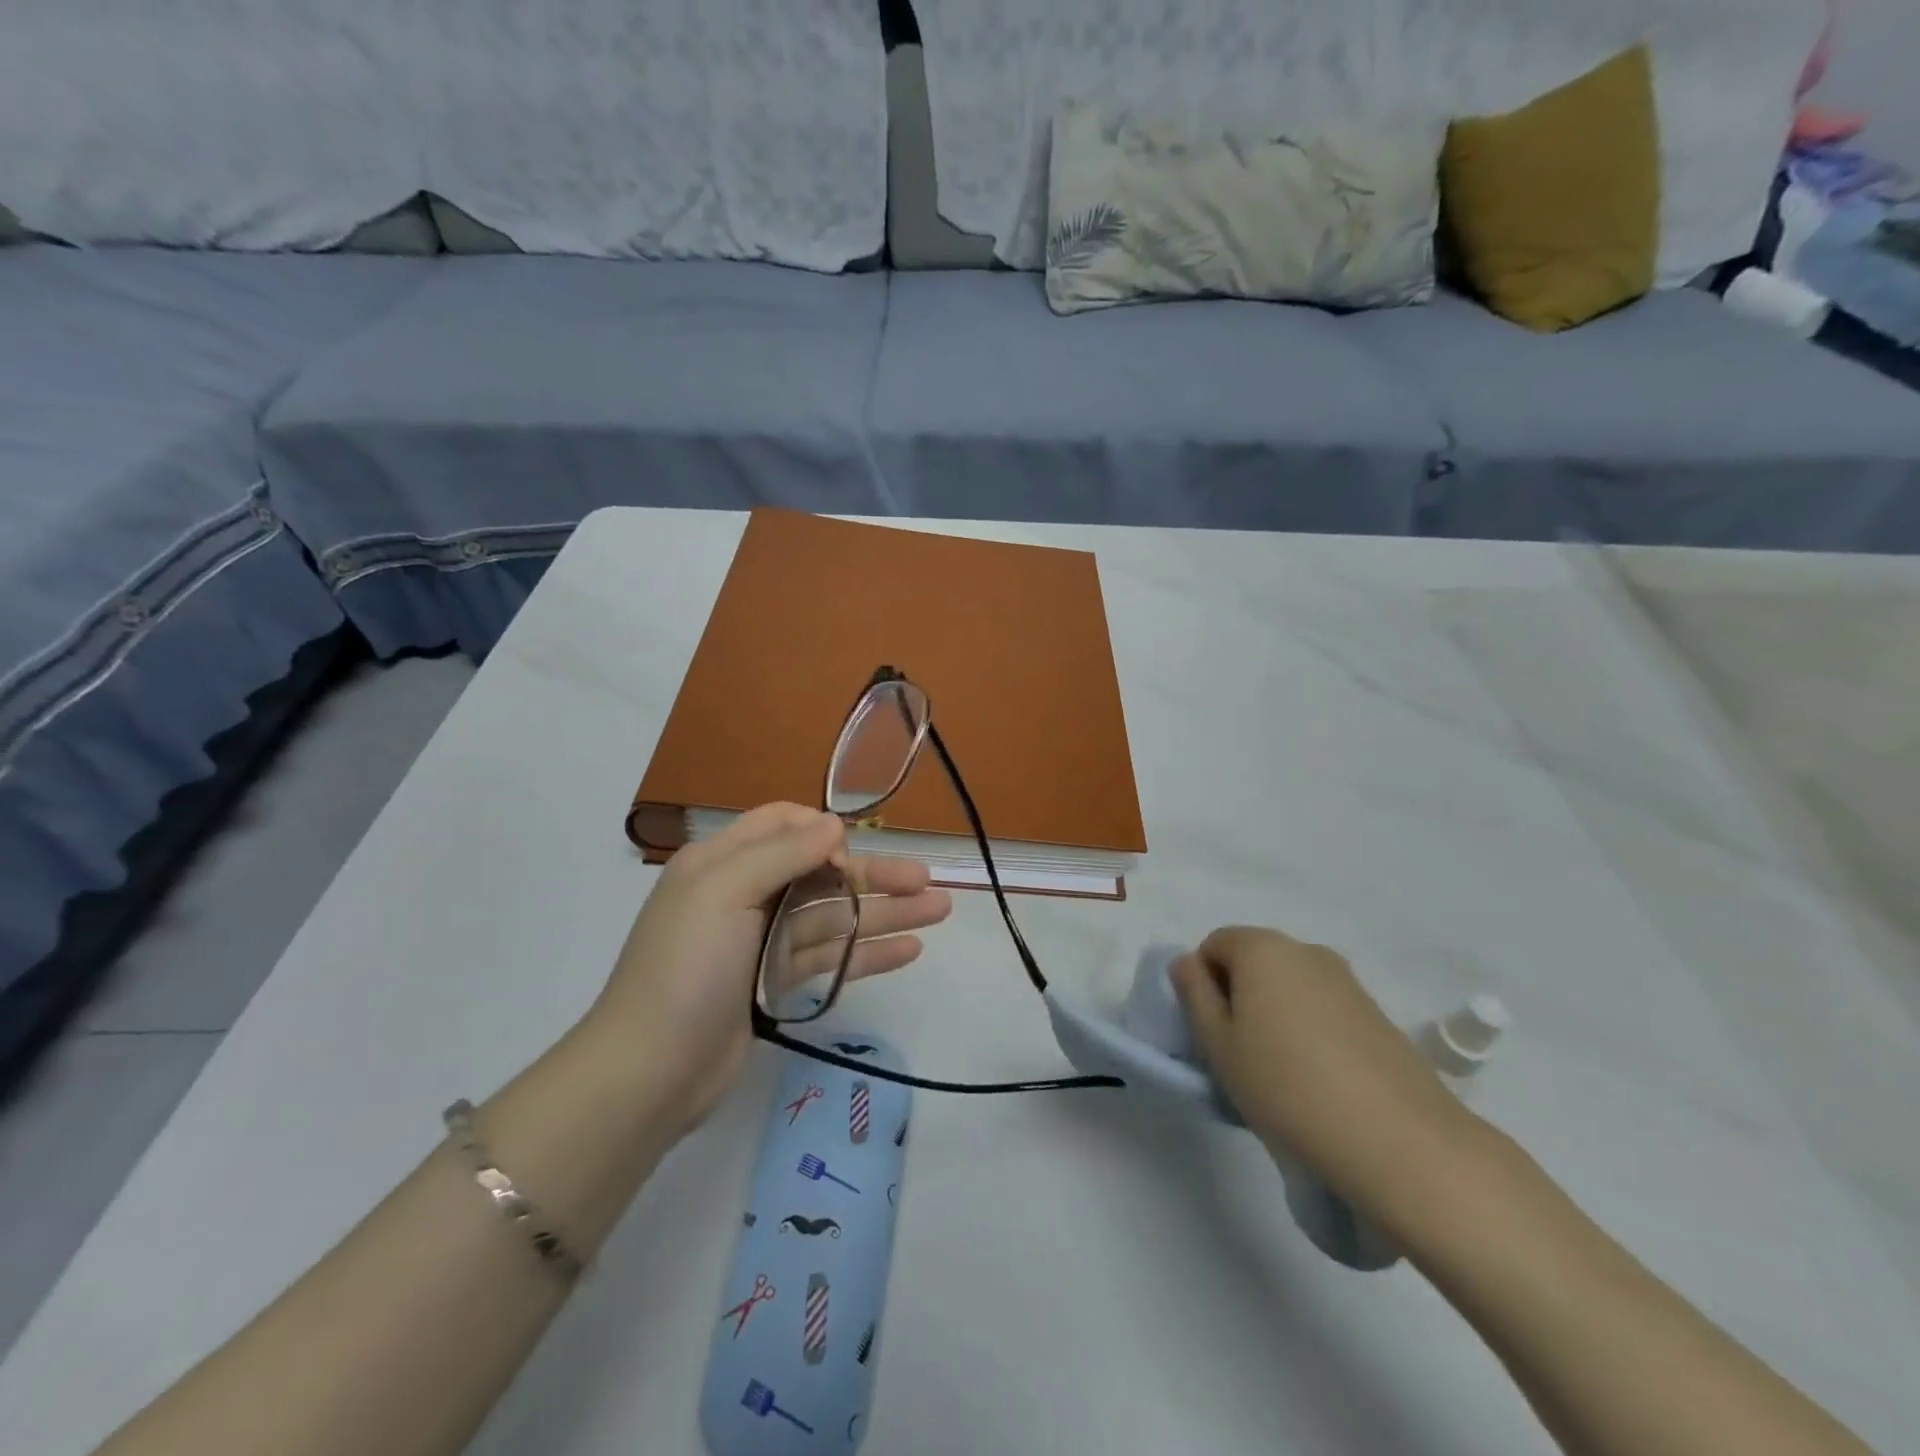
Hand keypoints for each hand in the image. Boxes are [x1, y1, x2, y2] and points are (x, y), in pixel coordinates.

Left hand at [589, 804, 951, 1136]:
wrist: (649, 1072)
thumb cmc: (685, 968)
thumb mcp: (724, 892)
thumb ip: (782, 854)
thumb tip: (835, 824)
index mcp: (723, 862)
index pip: (782, 825)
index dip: (822, 833)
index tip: (850, 857)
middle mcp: (745, 894)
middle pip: (821, 874)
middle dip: (874, 875)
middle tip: (928, 883)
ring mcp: (762, 941)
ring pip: (833, 917)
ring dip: (884, 913)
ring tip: (938, 912)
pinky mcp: (775, 983)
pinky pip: (830, 958)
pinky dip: (868, 953)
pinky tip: (909, 950)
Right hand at [1172, 927, 1474, 1210]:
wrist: (1399, 1142)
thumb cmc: (1287, 1087)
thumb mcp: (1219, 1045)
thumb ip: (1194, 994)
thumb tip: (1187, 962)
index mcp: (1262, 948)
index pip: (1214, 944)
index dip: (1203, 983)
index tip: (1212, 1031)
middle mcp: (1306, 950)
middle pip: (1254, 960)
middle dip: (1240, 995)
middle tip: (1240, 1052)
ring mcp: (1347, 980)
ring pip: (1290, 985)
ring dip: (1276, 1013)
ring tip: (1282, 1071)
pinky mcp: (1377, 1013)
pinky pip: (1324, 1007)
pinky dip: (1311, 1029)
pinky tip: (1320, 1078)